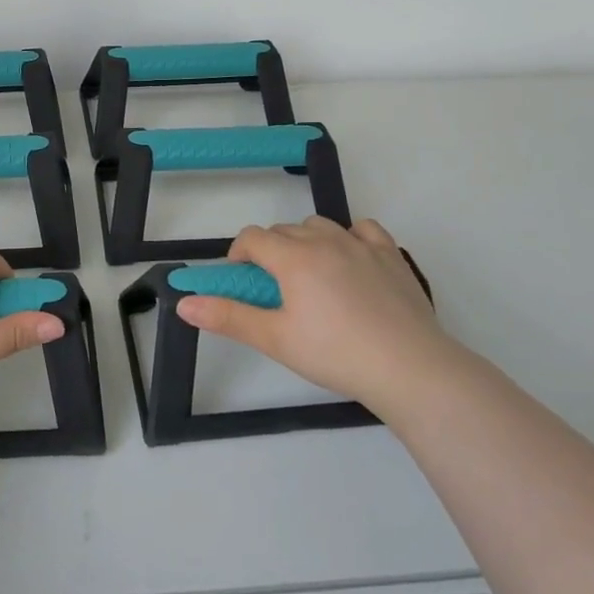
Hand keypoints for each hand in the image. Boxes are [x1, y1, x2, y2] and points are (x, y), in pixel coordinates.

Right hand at [174, 216, 458, 416]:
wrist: (410, 367)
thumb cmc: (335, 354)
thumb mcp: (275, 339)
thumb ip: (228, 317)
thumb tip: (183, 303)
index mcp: (293, 257)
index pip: (253, 238)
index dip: (239, 255)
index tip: (242, 281)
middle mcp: (325, 240)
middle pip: (283, 231)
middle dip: (270, 252)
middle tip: (274, 292)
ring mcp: (361, 244)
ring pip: (320, 226)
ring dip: (305, 242)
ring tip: (310, 278)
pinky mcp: (391, 255)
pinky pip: (362, 229)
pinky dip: (349, 237)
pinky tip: (350, 261)